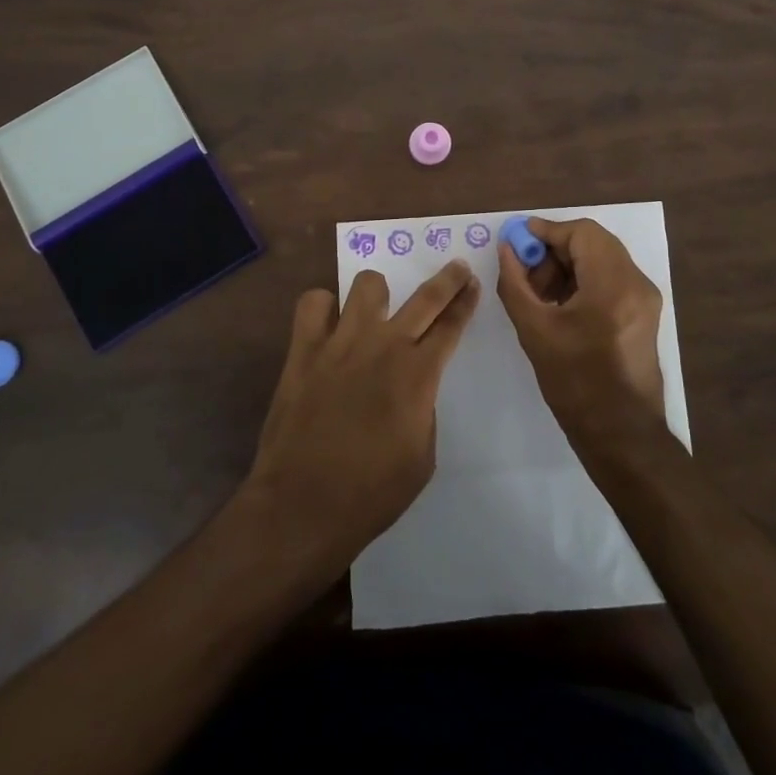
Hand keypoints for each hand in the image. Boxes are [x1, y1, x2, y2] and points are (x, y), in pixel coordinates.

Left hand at [244, 261, 478, 570]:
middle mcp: (383, 346)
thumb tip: (413, 385)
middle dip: (447, 279)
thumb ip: (423, 409)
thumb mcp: (422, 457)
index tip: (472, 284)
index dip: (465, 302)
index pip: (451, 326)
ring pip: (367, 284)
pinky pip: (313, 303)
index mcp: (418, 375)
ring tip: (376, 308)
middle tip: (457, 267)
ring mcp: (341, 342)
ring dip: (378, 293)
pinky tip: (329, 324)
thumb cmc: (371, 493)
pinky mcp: (303, 349)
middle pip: (425, 297)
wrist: (302, 507)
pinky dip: (324, 307)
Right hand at [496, 218, 667, 448]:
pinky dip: (584, 279)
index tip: (516, 242)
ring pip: (602, 258)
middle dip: (555, 249)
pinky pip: (611, 278)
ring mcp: (645, 298)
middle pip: (593, 242)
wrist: (621, 436)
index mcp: (613, 285)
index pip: (581, 232)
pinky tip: (560, 304)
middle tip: (525, 270)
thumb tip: (506, 249)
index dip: (546, 231)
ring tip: (539, 293)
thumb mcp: (534, 331)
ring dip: (568, 265)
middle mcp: (636, 283)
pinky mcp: (644, 313)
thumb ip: (515, 283)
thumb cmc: (575, 384)